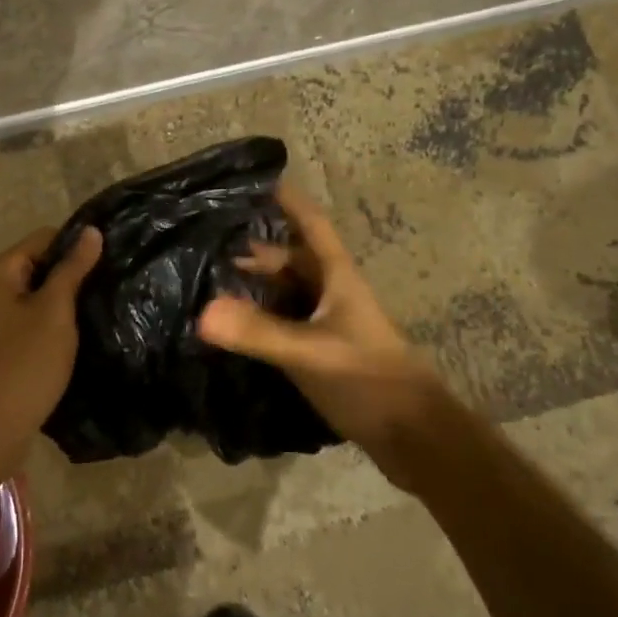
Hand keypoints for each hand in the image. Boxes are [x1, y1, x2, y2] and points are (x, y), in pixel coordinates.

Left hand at [0, 225, 102, 461]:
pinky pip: (37, 325)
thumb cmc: (23, 364)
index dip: (79, 244)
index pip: (47, 237)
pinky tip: (86, 336)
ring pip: (42, 298)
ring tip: (108, 308)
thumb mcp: (54, 311)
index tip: (115, 258)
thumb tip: (92, 230)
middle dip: (76, 275)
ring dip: (70, 304)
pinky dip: (59, 327)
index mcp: (1, 271)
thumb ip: (72, 269)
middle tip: (116, 285)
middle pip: (43, 267)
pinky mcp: (7, 348)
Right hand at [198, 184, 456, 466]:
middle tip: (211, 240)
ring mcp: (329, 324)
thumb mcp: (310, 353)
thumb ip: (258, 332)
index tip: (256, 180)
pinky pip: (285, 322)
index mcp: (337, 278)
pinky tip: (234, 327)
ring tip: (212, 280)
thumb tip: (202, 312)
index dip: (288, 200)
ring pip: (287, 292)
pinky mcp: (323, 353)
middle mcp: (332, 293)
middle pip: (293, 258)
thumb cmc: (369, 380)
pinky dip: (260, 318)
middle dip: (256, 247)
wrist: (414, 437)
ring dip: (256, 284)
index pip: (312, 224)